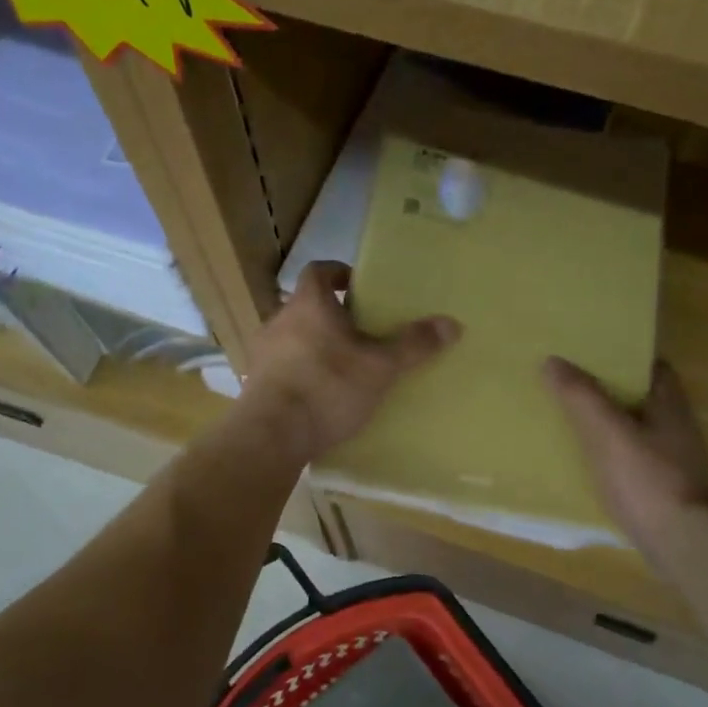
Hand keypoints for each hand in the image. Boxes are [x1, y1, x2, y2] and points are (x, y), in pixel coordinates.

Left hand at [241, 262, 460, 462]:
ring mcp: (262, 353)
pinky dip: (301, 372)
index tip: (360, 287)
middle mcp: (279, 320)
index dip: (339, 273)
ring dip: (315, 345)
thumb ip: (413, 345)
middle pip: (307, 306)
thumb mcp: (380, 367)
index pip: (319, 271)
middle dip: (333, 315)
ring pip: (293, 338)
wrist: (272, 435)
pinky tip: (321, 394)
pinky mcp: (254, 383)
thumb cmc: (328, 387)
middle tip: (362, 332)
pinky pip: (283, 367)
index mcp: (308, 304)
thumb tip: (452, 323)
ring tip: (344, 366)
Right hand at [544, 357, 707, 559]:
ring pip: (636, 430)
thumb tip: (553, 361)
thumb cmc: (648, 479)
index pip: (650, 365)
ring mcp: (675, 460)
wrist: (684, 542)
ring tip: (569, 421)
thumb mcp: (607, 432)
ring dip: (609, 425)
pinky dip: (612, 456)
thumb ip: (581, 396)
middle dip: (609, 391)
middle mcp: (677, 426)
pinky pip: (633, 460)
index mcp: (670, 403)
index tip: (589, 355)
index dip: (622, 356)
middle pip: (640, 397)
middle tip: (569, 386)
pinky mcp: (665, 488)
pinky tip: (586, 463)